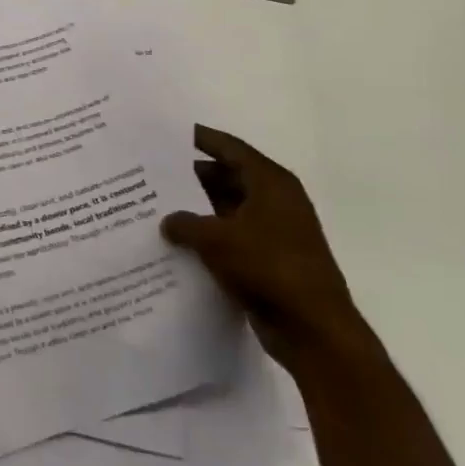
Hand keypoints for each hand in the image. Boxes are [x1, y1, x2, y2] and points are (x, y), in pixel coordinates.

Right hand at [162, 125, 363, 368]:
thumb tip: (167, 220)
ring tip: (155, 207)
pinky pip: (231, 237)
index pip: (230, 148)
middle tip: (151, 174)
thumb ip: (184, 222)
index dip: (199, 139)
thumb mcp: (215, 239)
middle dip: (191, 176)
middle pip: (227, 177)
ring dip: (197, 209)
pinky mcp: (270, 260)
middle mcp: (276, 201)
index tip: (166, 135)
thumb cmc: (268, 268)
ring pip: (227, 209)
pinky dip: (208, 236)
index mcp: (271, 183)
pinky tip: (176, 242)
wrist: (313, 330)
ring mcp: (275, 232)